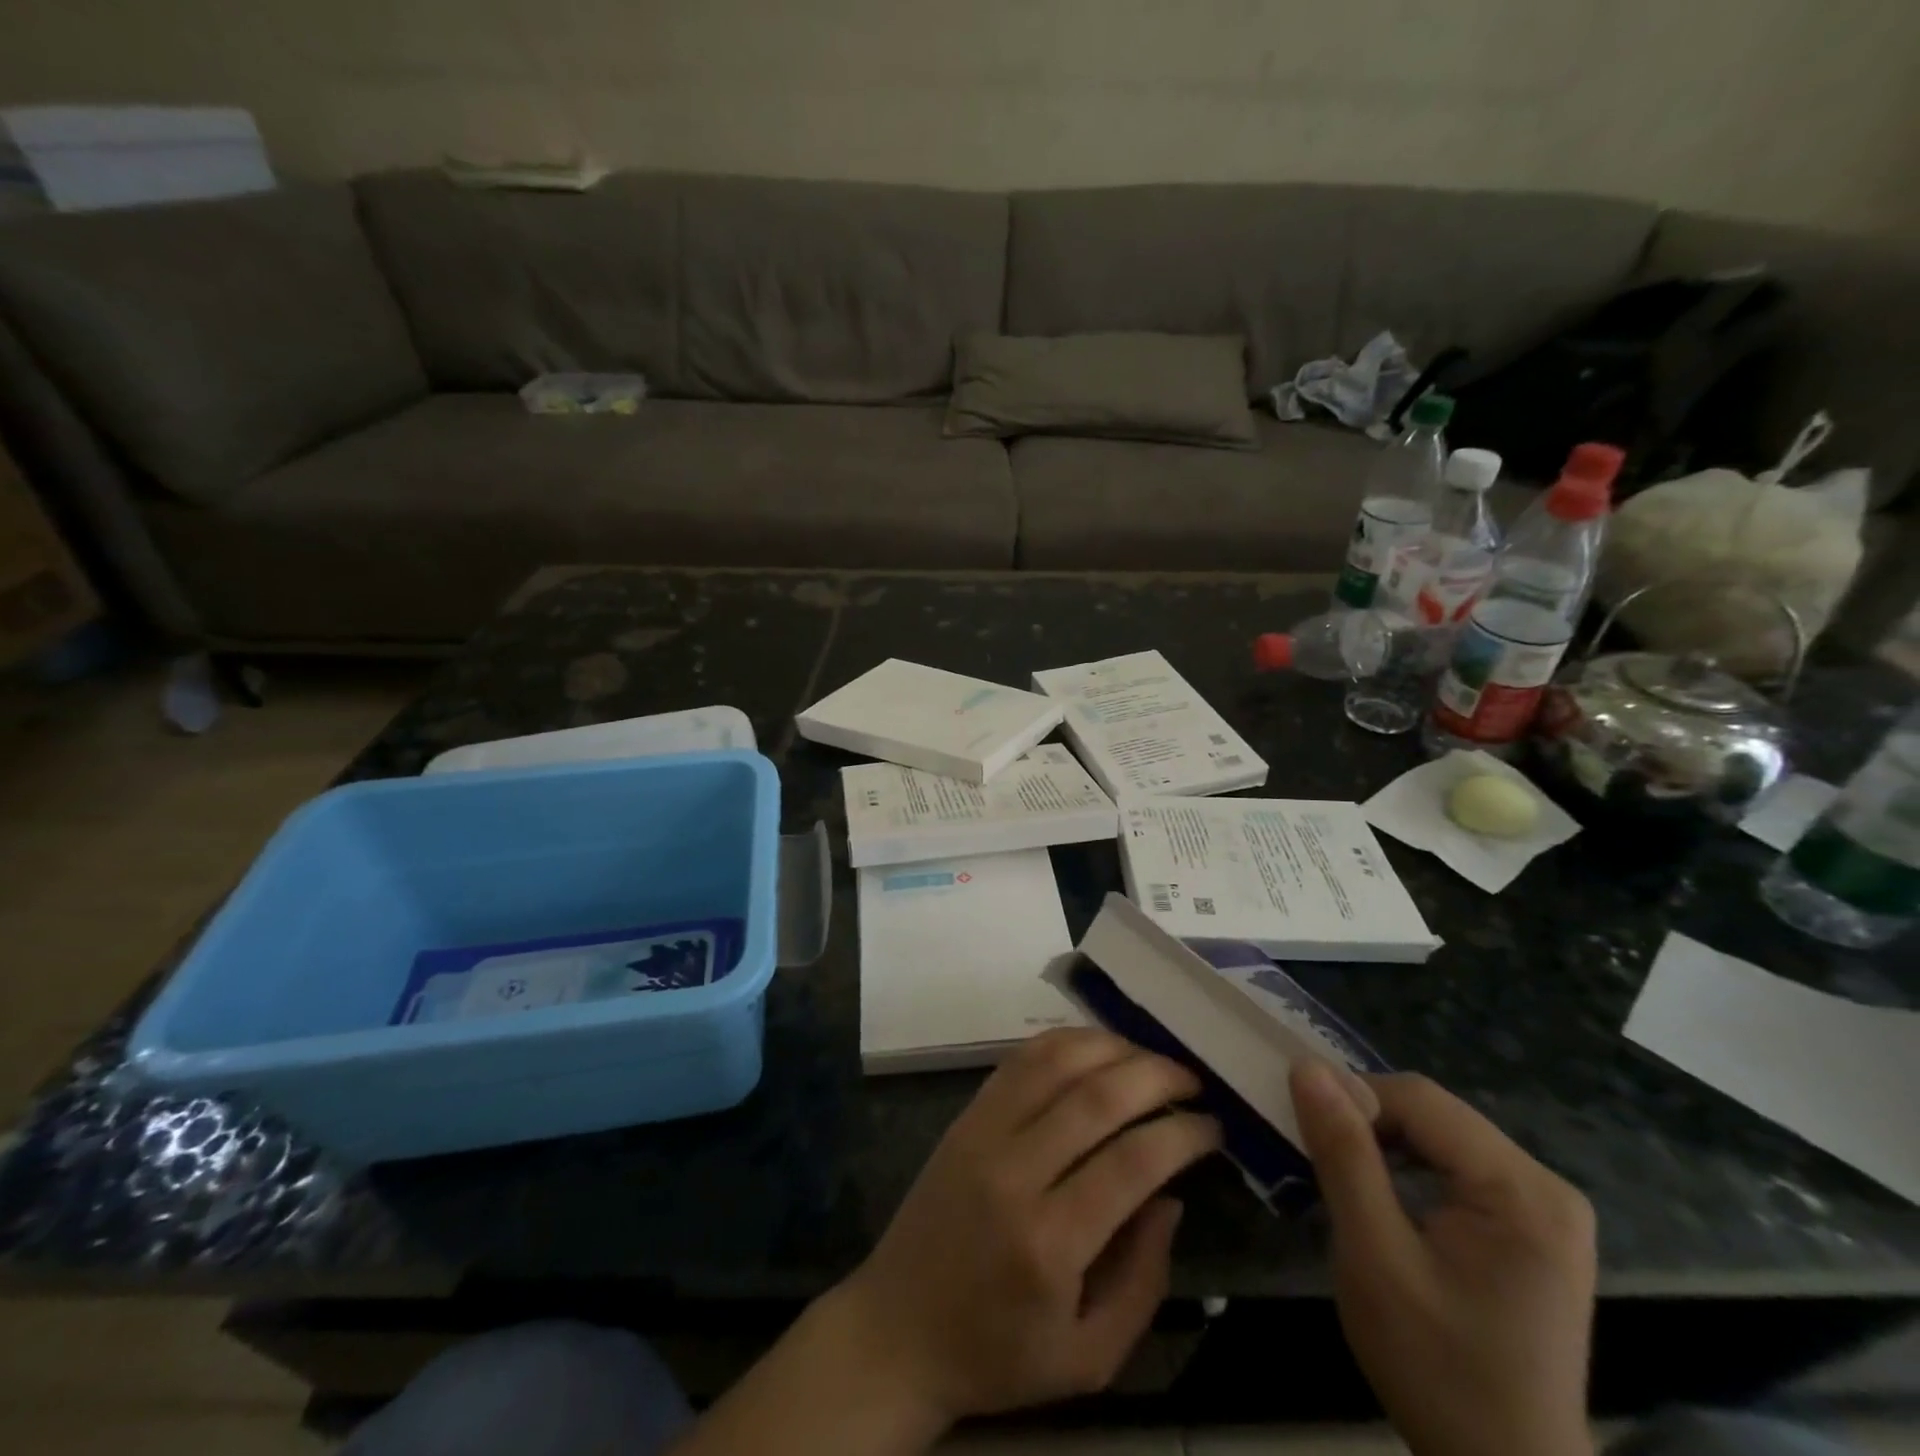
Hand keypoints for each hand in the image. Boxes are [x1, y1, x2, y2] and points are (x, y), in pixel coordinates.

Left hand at [829, 1028, 1221, 1426]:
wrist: (899, 1328)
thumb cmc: (998, 1353)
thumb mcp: (1089, 1357)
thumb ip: (1143, 1280)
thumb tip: (1170, 1197)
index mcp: (1050, 1244)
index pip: (1132, 1162)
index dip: (1182, 1134)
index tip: (1213, 1126)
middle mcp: (1015, 1172)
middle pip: (1097, 1097)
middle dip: (1156, 1077)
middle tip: (1192, 1081)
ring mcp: (983, 1133)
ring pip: (1055, 1062)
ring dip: (1111, 1047)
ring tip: (1150, 1058)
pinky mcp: (965, 1116)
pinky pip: (1018, 1060)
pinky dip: (1063, 1042)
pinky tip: (1095, 1047)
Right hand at [1290, 1061, 1597, 1455]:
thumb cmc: (1437, 1369)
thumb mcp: (1374, 1257)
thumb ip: (1342, 1155)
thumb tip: (1306, 1067)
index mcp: (1522, 1189)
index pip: (1418, 1098)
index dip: (1352, 1099)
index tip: (1306, 1133)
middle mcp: (1545, 1184)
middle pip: (1432, 1113)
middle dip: (1368, 1125)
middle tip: (1320, 1160)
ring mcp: (1544, 1208)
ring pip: (1439, 1135)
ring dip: (1384, 1146)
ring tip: (1345, 1180)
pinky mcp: (1532, 1227)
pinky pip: (1454, 1166)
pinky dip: (1408, 1169)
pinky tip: (1385, 1202)